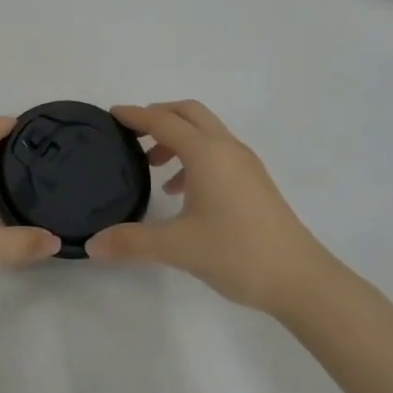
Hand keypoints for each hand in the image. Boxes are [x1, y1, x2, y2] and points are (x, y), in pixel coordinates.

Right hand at [85, 101, 334, 312]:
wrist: (300, 279)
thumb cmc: (236, 253)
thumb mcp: (177, 248)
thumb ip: (131, 242)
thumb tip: (92, 245)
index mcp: (207, 153)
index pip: (163, 121)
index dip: (135, 115)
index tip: (111, 114)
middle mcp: (227, 149)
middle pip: (189, 113)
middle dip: (159, 116)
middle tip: (131, 134)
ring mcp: (245, 164)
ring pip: (206, 132)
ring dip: (177, 137)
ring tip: (153, 166)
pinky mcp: (255, 182)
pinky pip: (218, 152)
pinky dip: (194, 157)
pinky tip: (181, 192)